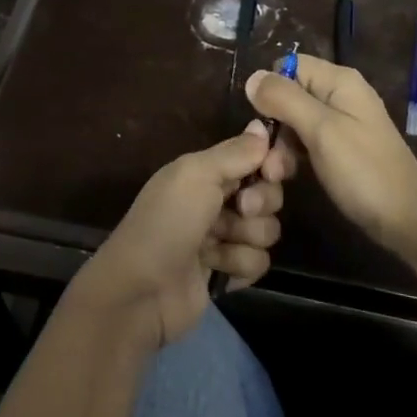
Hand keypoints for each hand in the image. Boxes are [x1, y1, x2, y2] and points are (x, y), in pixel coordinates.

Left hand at [75, 121, 295, 349]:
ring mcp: (224, 238)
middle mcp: (218, 200)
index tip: (274, 170)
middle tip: (240, 209)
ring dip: (245, 238)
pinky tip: (216, 269)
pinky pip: (259, 262)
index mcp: (207, 171)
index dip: (273, 162)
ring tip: (215, 246)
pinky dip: (239, 265)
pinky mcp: (229, 272)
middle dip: (260, 202)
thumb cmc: (166, 222)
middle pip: (269, 193)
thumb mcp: (196, 175)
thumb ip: (234, 152)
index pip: (256, 157)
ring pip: (267, 230)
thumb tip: (262, 125)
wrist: (142, 291)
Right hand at [246, 55, 416, 269]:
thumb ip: (285, 99)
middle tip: (267, 160)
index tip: (262, 120)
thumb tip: (252, 77)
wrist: (407, 220)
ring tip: (276, 175)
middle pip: (291, 94)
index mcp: (339, 81)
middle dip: (274, 124)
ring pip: (295, 121)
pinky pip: (308, 141)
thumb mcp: (320, 130)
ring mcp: (342, 123)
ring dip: (281, 145)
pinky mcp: (341, 148)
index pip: (290, 65)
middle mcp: (340, 95)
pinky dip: (295, 156)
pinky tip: (289, 176)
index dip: (272, 88)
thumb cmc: (363, 170)